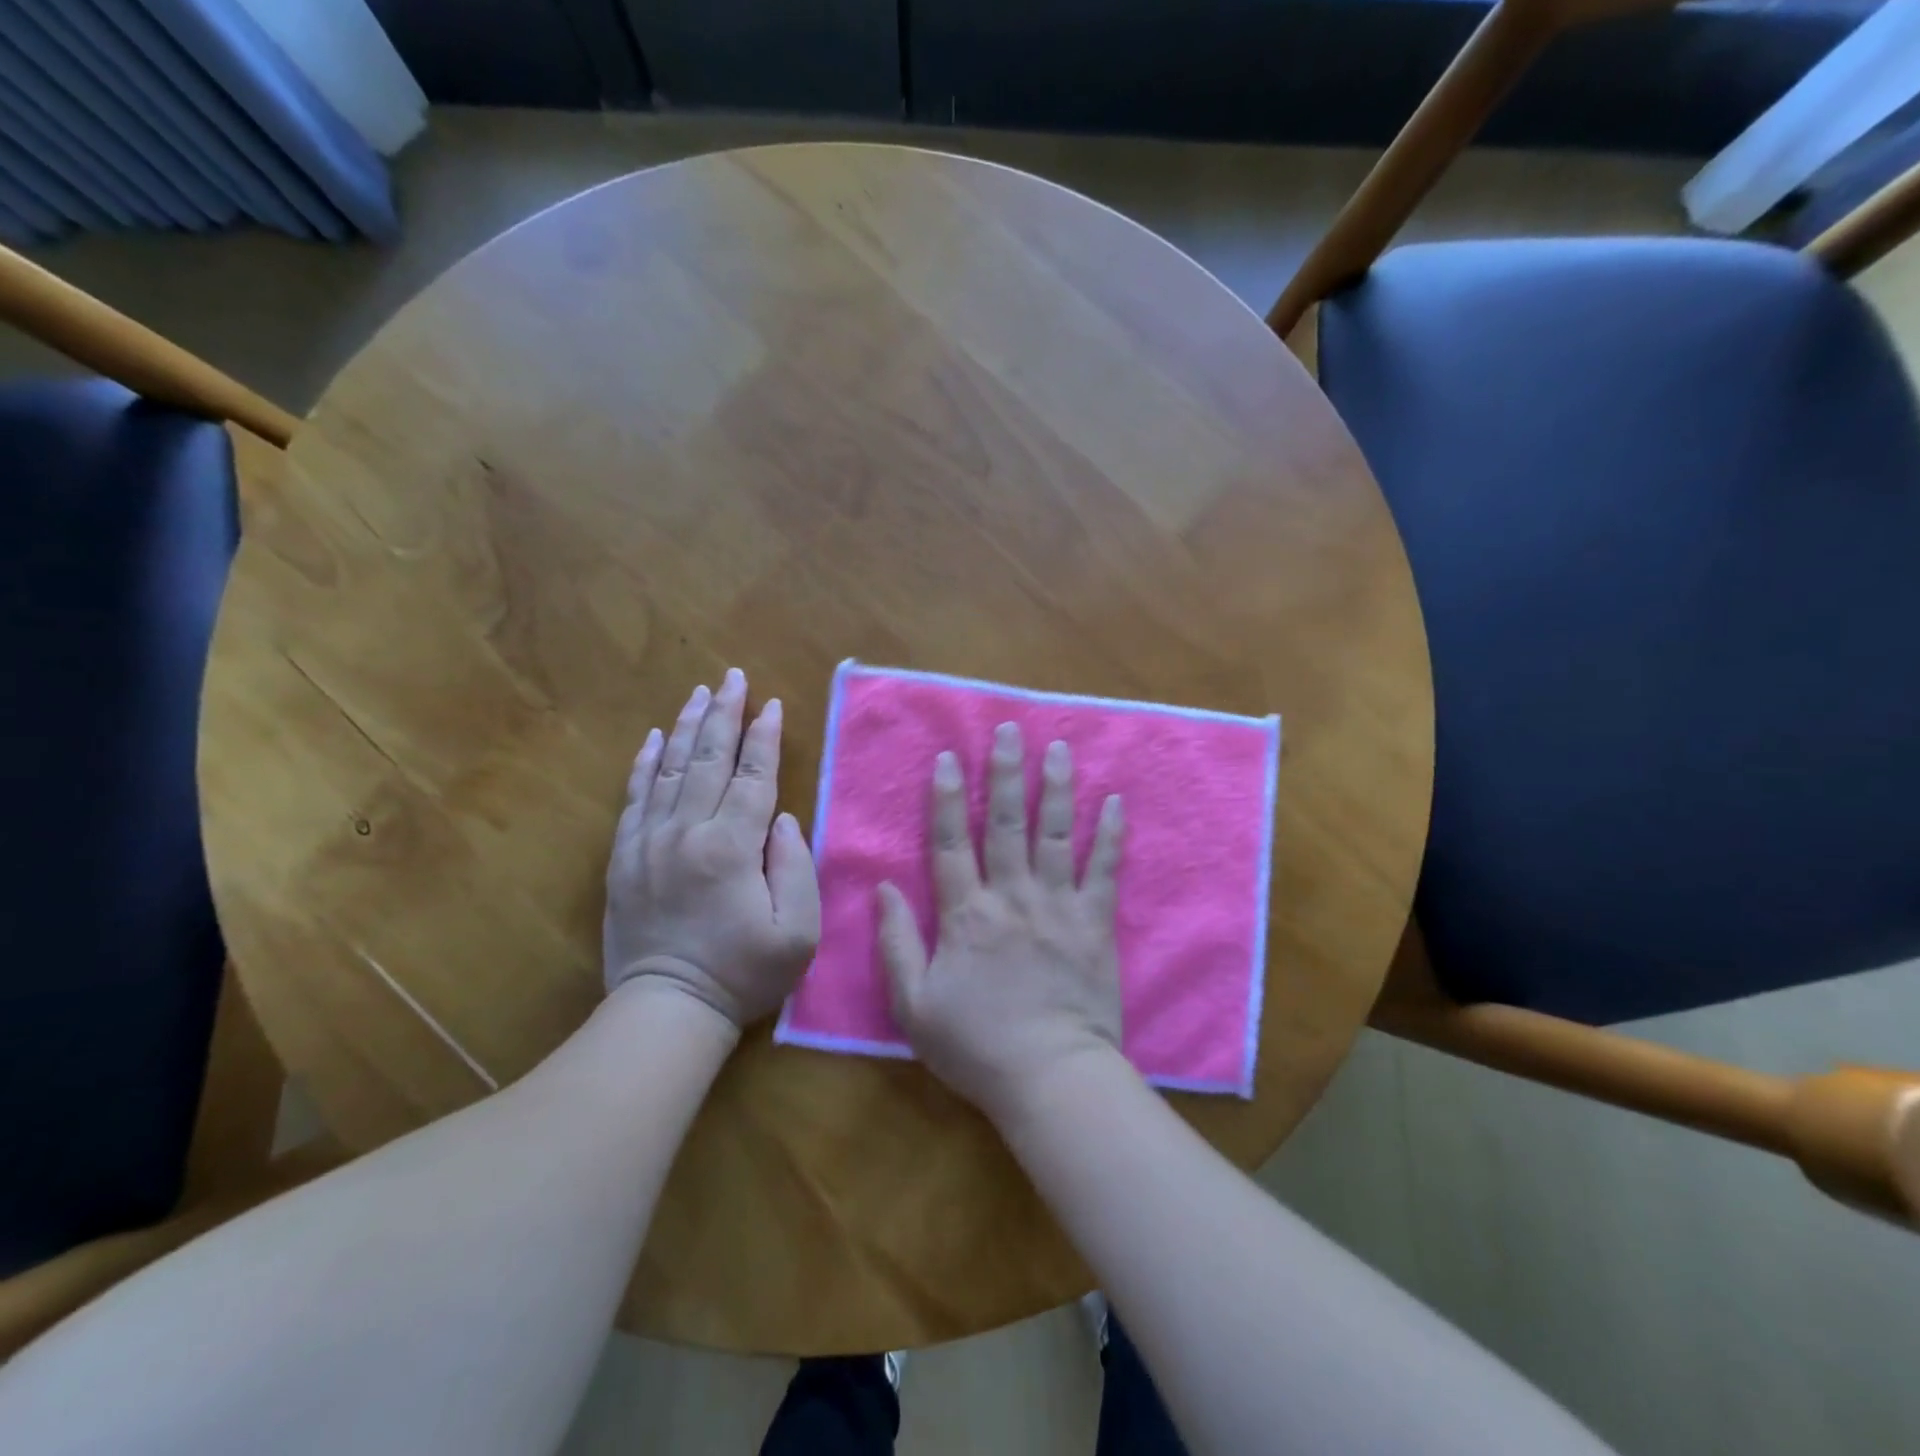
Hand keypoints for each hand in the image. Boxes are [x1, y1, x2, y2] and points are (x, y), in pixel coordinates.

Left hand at [604, 669, 820, 1029]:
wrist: (667, 1009)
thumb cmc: (743, 973)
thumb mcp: (797, 932)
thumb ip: (796, 868)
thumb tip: (783, 820)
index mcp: (732, 846)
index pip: (753, 776)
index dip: (765, 738)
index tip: (772, 704)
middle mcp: (687, 832)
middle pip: (709, 760)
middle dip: (725, 714)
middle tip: (732, 677)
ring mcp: (649, 842)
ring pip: (669, 769)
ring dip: (687, 727)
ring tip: (699, 693)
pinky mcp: (625, 858)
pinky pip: (634, 798)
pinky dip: (644, 764)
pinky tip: (653, 739)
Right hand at [877, 723, 1125, 1120]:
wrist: (1050, 1077)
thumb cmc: (977, 1046)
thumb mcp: (914, 1005)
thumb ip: (895, 943)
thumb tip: (883, 888)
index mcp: (965, 914)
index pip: (951, 843)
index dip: (948, 798)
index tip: (950, 757)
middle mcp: (1011, 896)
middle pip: (1007, 823)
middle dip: (1006, 773)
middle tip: (1010, 729)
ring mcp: (1057, 906)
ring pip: (1055, 834)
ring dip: (1056, 788)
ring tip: (1058, 748)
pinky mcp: (1095, 923)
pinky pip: (1104, 870)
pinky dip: (1110, 835)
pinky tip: (1115, 802)